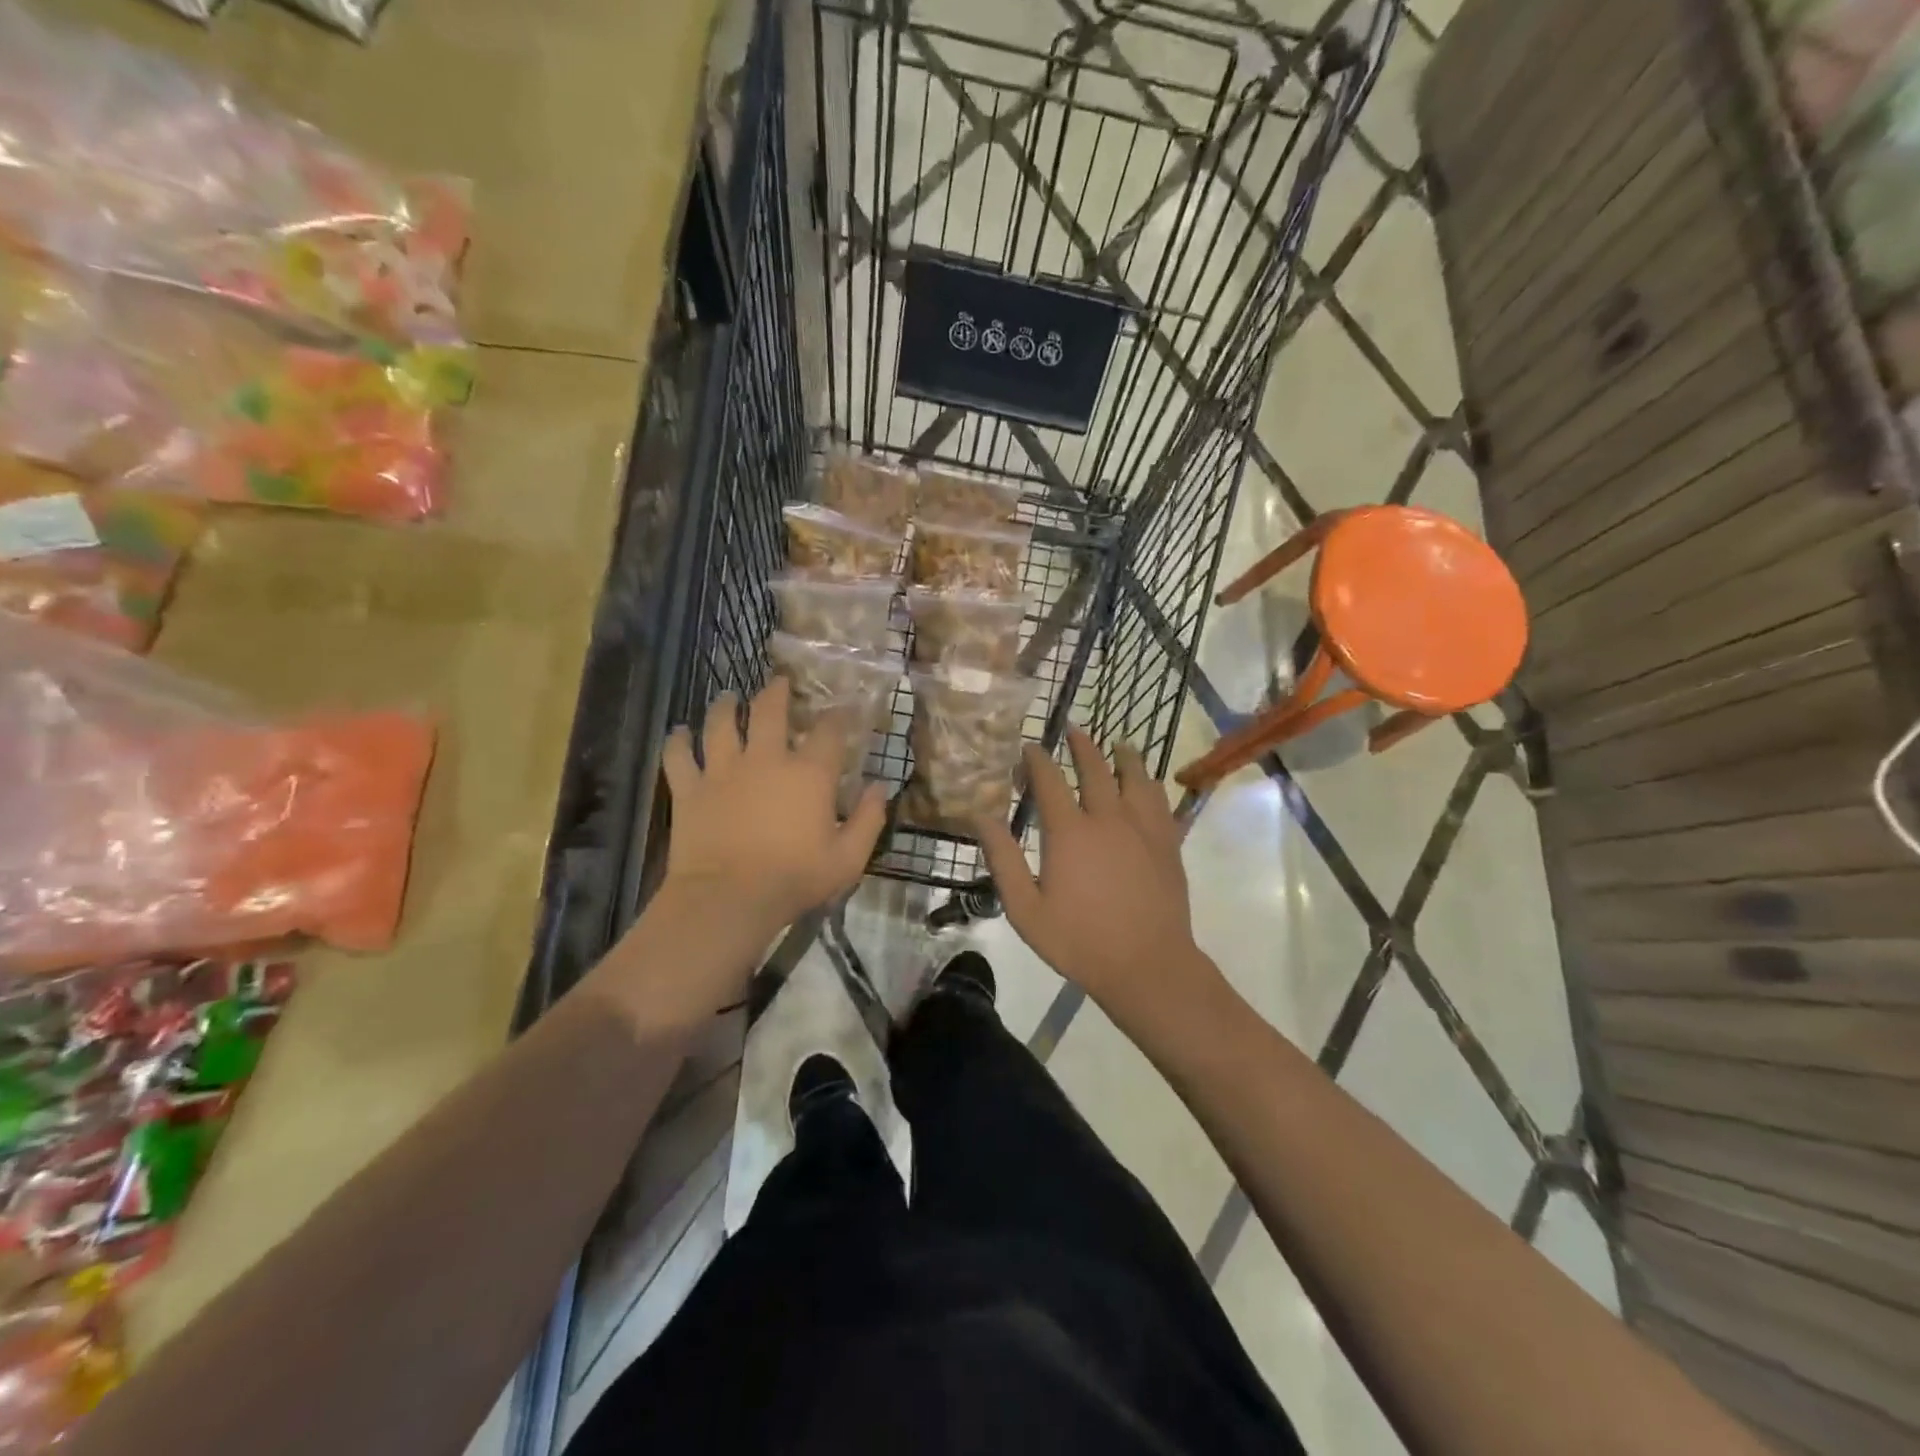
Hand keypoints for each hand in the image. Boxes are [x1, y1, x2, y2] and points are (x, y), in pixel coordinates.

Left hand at [659, 677, 885, 934]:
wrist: (729, 899)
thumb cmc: (794, 879)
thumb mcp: (848, 859)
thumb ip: (869, 820)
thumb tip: (881, 788)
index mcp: (808, 773)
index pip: (828, 731)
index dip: (838, 715)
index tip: (842, 710)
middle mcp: (765, 759)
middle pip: (769, 711)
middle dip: (777, 692)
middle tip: (779, 683)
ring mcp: (722, 770)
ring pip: (720, 724)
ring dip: (726, 706)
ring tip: (728, 697)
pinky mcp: (689, 789)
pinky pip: (678, 755)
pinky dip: (677, 741)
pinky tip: (678, 732)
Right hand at [976, 726, 1221, 1032]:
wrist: (1147, 965)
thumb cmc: (1078, 940)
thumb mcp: (1025, 908)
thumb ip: (1003, 859)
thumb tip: (981, 817)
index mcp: (1069, 832)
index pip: (1049, 780)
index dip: (1037, 759)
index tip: (1028, 747)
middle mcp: (1108, 818)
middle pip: (1094, 768)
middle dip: (1080, 745)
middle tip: (1072, 729)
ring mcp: (1143, 827)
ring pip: (1134, 776)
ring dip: (1122, 756)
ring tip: (1116, 744)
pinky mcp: (1167, 842)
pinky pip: (1159, 799)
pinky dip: (1149, 782)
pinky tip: (1146, 782)